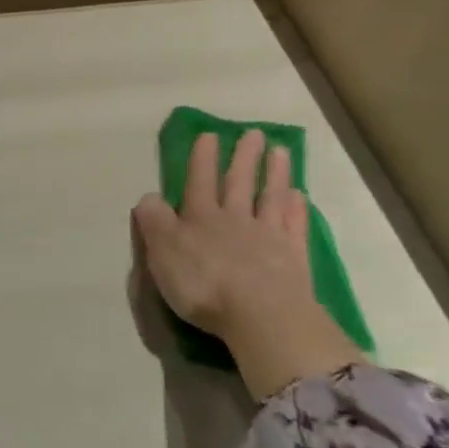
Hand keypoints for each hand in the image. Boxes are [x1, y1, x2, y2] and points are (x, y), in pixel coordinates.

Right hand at [133, 131, 361, 399]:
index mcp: (200, 218)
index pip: (199, 181)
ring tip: (280, 150)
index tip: (209, 134)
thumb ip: (154, 222)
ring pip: (270, 197)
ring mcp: (268, 236)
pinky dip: (297, 208)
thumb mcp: (162, 253)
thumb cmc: (203, 284)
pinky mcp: (294, 257)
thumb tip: (148, 196)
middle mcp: (235, 219)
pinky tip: (300, 195)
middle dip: (244, 157)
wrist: (261, 314)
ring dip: (274, 173)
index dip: (203, 158)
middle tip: (254, 133)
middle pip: (239, 182)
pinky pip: (294, 225)